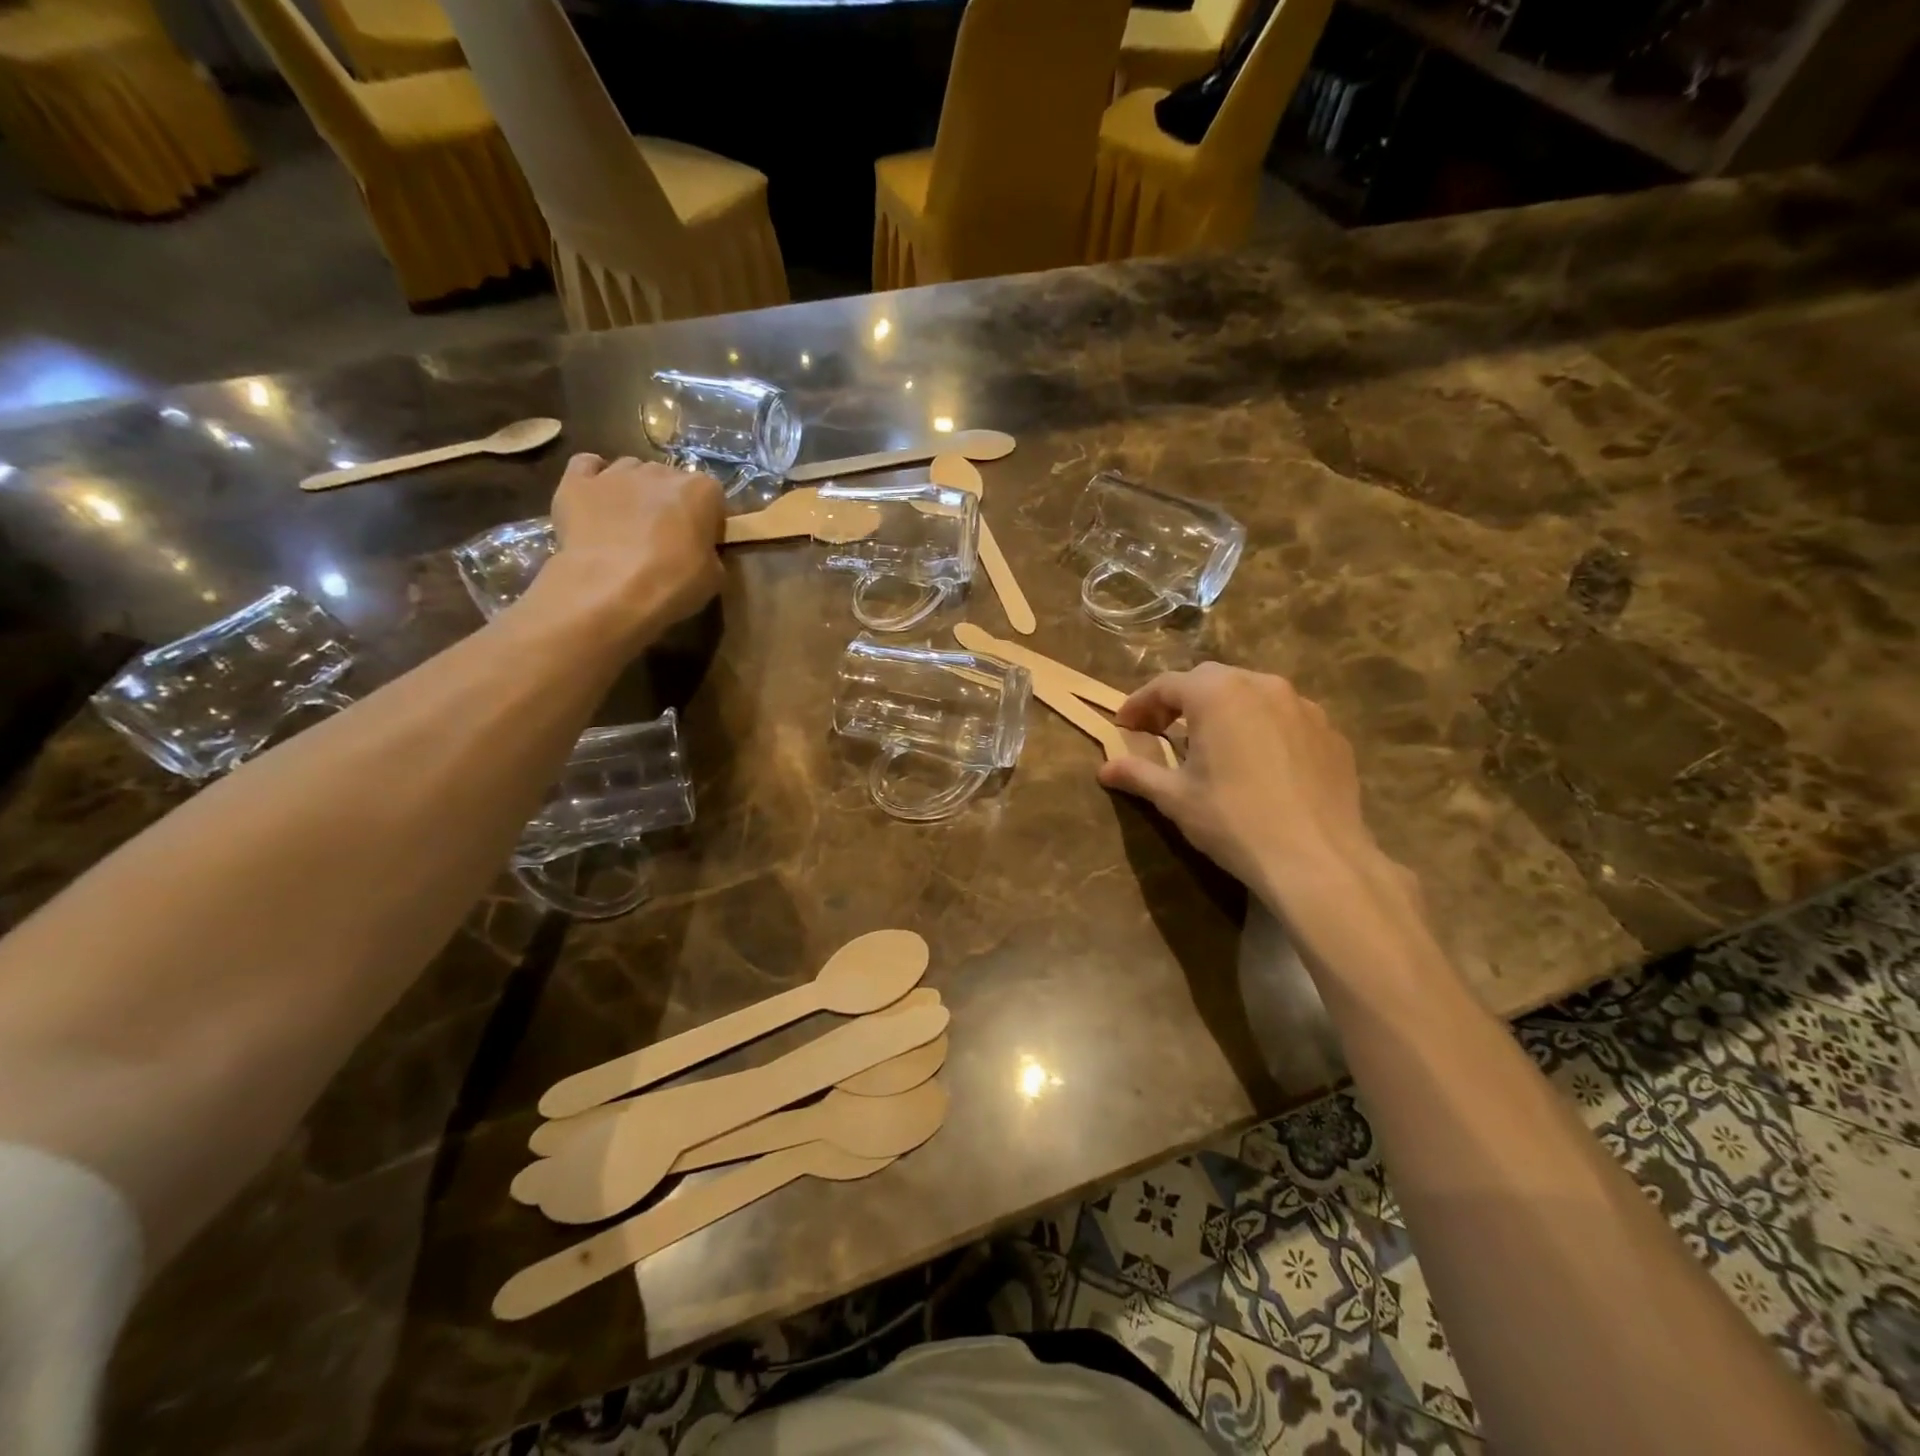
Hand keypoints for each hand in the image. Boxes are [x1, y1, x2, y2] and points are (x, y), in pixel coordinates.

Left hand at [530, 454, 725, 647]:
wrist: (609, 591)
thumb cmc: (672, 584)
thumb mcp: (714, 578)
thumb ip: (711, 553)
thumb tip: (701, 551)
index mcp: (700, 490)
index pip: (712, 495)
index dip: (707, 519)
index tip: (702, 542)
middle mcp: (660, 471)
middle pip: (669, 480)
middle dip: (669, 503)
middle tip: (665, 537)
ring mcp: (615, 473)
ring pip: (630, 470)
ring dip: (634, 490)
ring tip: (628, 523)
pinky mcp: (576, 483)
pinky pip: (587, 466)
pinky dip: (594, 477)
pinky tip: (596, 498)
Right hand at [1098, 665, 1431, 966]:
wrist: (1316, 859)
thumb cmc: (1233, 821)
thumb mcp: (1175, 798)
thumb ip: (1138, 774)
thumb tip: (1105, 768)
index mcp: (1217, 694)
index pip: (1166, 685)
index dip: (1139, 704)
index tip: (1124, 726)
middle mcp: (1261, 686)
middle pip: (1210, 680)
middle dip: (1182, 701)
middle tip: (1164, 731)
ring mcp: (1303, 706)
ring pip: (1252, 694)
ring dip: (1225, 710)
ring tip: (1214, 744)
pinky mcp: (1330, 732)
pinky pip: (1286, 718)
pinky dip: (1263, 729)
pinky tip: (1260, 764)